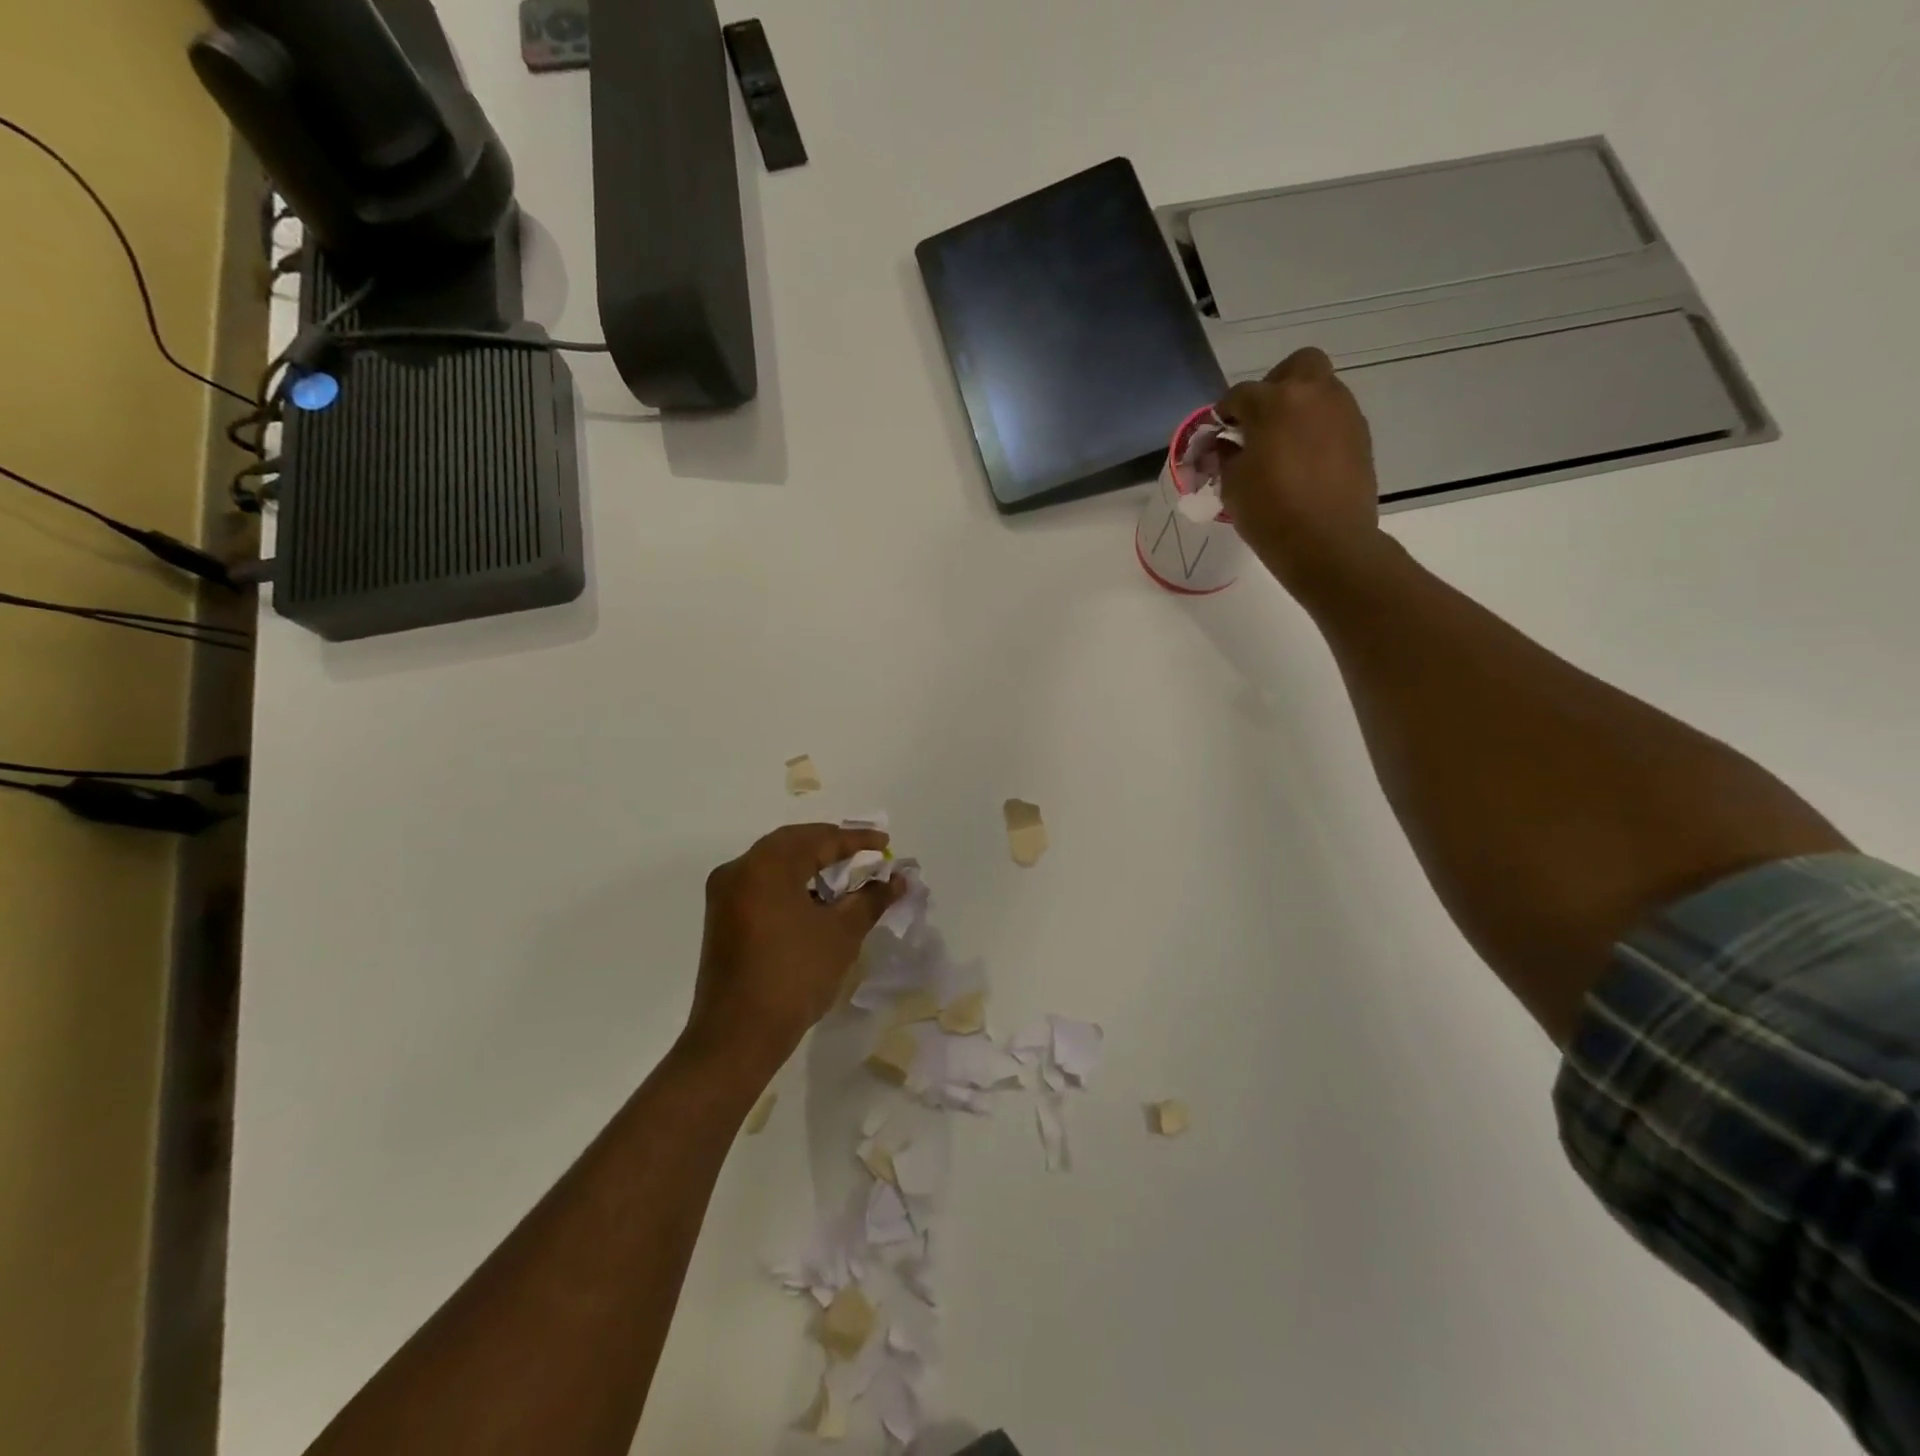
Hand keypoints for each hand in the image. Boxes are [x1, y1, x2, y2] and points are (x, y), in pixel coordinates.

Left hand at [684, 823, 904, 1080]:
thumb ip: (871, 899)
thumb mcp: (841, 934)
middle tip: (865, 854)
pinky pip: (762, 884)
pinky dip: (791, 883)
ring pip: (775, 863)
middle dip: (831, 846)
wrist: (737, 1036)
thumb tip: (898, 879)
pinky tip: (815, 901)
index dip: (856, 840)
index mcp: (766, 865)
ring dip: (810, 865)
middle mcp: (739, 869)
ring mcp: (725, 895)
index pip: (818, 840)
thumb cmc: (794, 976)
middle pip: (792, 844)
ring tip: (845, 877)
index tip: (885, 843)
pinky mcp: (723, 918)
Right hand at [1217, 348, 1384, 590]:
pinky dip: (1317, 429)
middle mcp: (1314, 395)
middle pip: (1296, 366)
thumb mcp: (1232, 484)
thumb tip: (1227, 443)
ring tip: (1282, 445)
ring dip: (1299, 408)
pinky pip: (1334, 418)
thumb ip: (1226, 454)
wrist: (1327, 542)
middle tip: (1260, 420)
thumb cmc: (1270, 512)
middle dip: (1275, 385)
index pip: (1240, 395)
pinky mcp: (1360, 436)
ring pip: (1320, 390)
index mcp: (1274, 402)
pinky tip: (1304, 461)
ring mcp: (1343, 412)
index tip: (1219, 433)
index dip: (1224, 413)